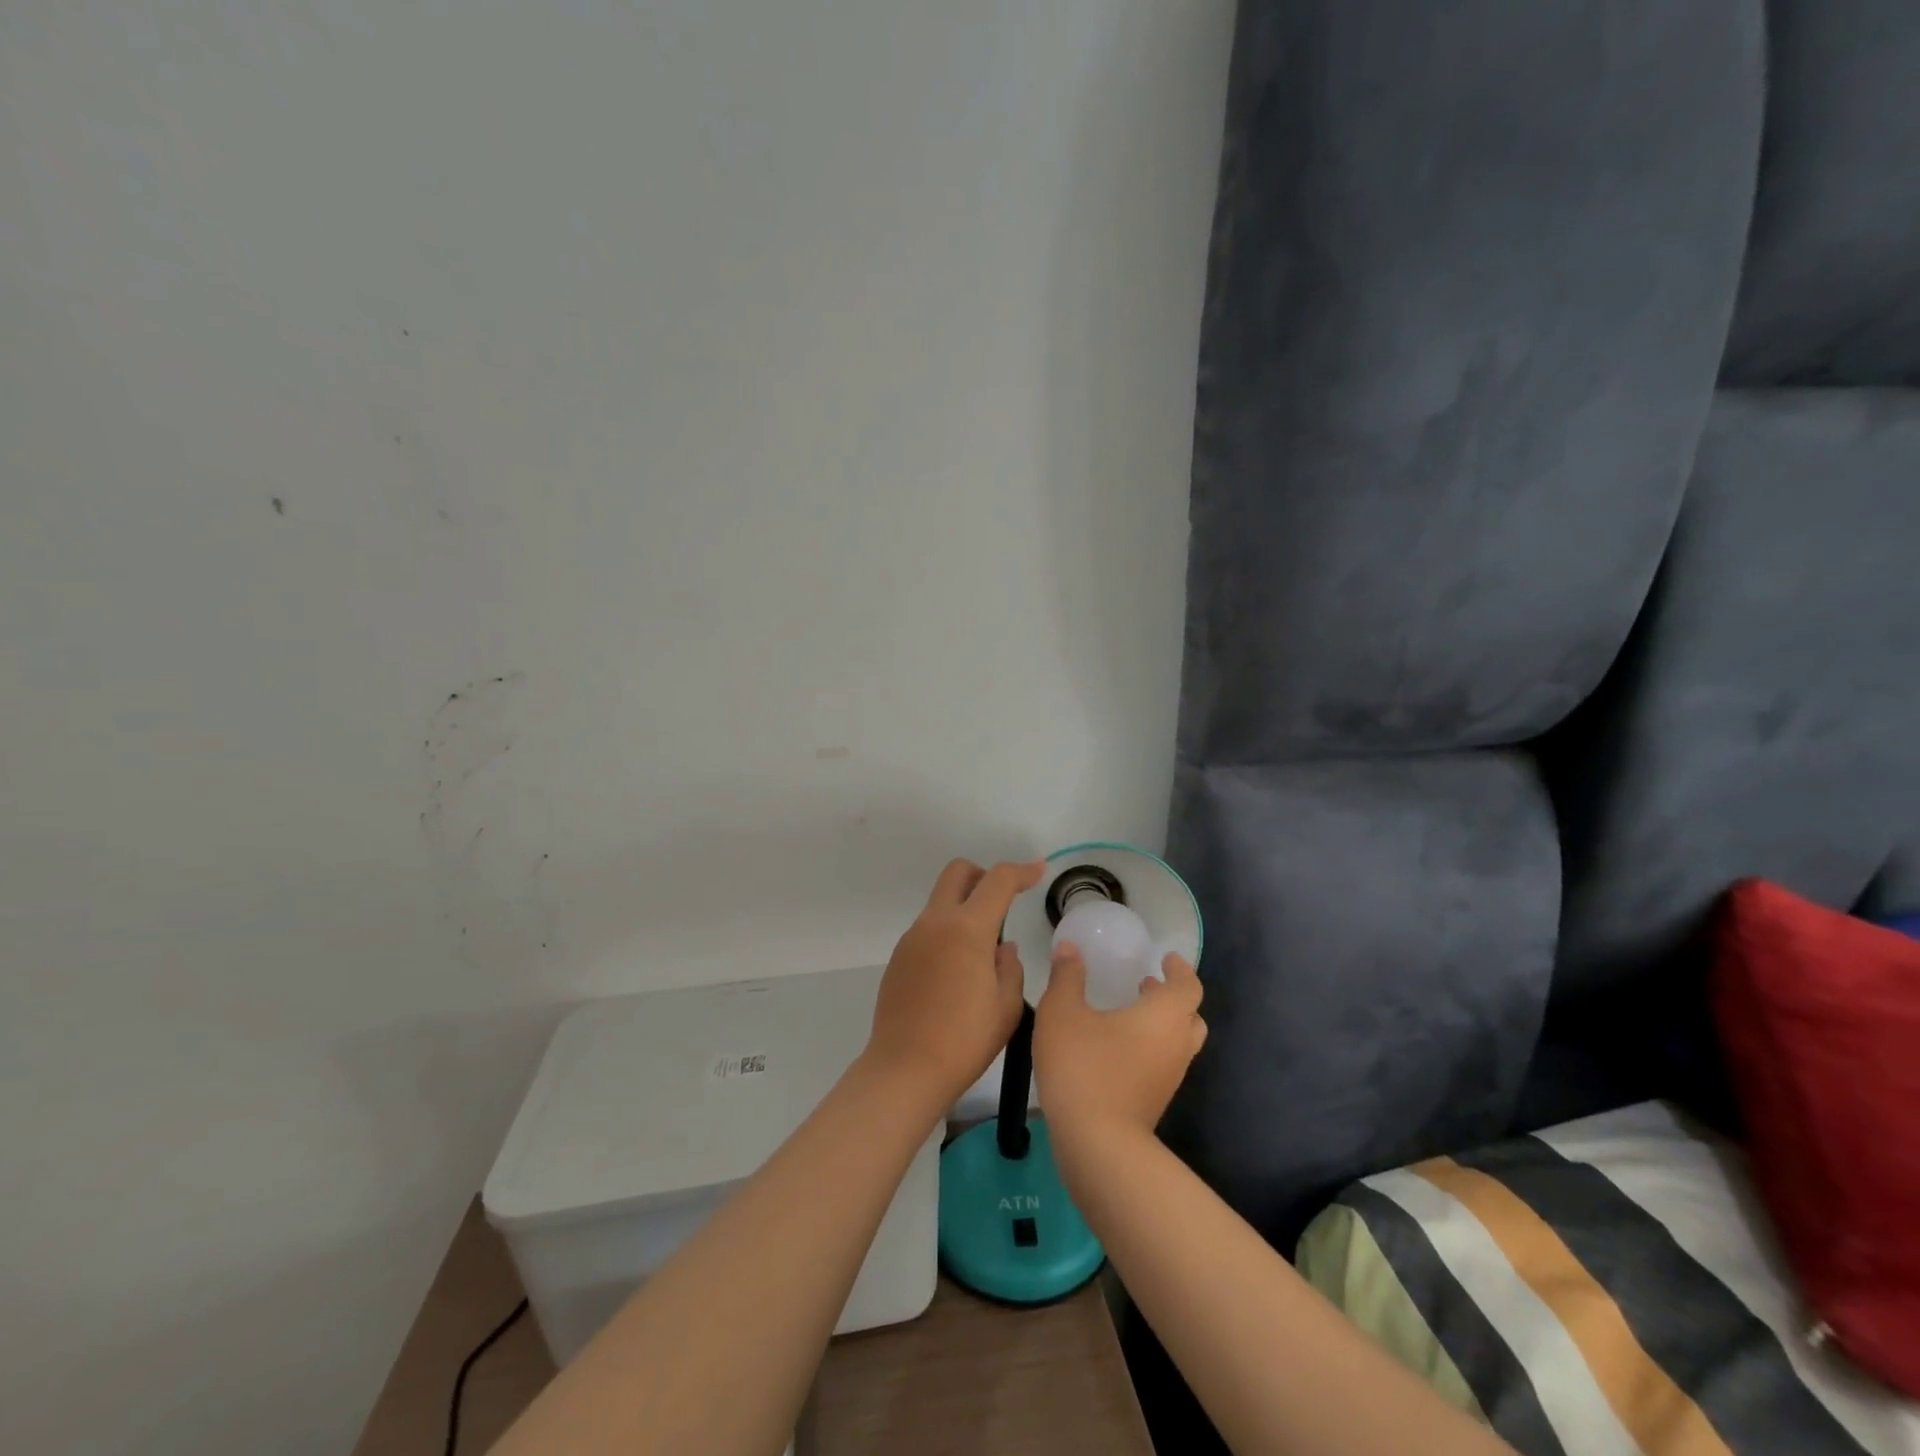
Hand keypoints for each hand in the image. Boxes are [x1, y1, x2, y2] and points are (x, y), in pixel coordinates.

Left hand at [864, 858, 1043, 1111]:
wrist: (904, 1069)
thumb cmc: (964, 1040)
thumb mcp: (1006, 1007)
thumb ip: (1010, 967)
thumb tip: (1002, 948)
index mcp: (967, 929)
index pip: (997, 881)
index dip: (1022, 871)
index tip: (1038, 871)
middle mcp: (935, 922)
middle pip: (958, 872)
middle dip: (983, 876)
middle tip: (1002, 902)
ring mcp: (912, 938)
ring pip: (940, 901)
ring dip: (964, 908)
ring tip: (982, 952)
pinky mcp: (899, 957)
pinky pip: (928, 929)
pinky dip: (947, 933)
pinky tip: (957, 972)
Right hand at [1034, 943, 1205, 1145]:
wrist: (1097, 1143)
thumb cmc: (1084, 1066)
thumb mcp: (1062, 1011)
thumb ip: (1067, 976)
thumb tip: (1070, 947)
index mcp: (1164, 1015)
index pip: (1189, 986)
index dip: (1180, 970)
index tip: (1166, 959)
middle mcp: (1176, 1044)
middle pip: (1191, 1016)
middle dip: (1172, 998)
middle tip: (1147, 985)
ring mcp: (1170, 1078)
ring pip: (1178, 1043)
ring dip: (1161, 1025)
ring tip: (1129, 1013)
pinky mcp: (1156, 1102)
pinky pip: (1163, 1065)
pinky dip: (1150, 1049)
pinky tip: (1116, 1049)